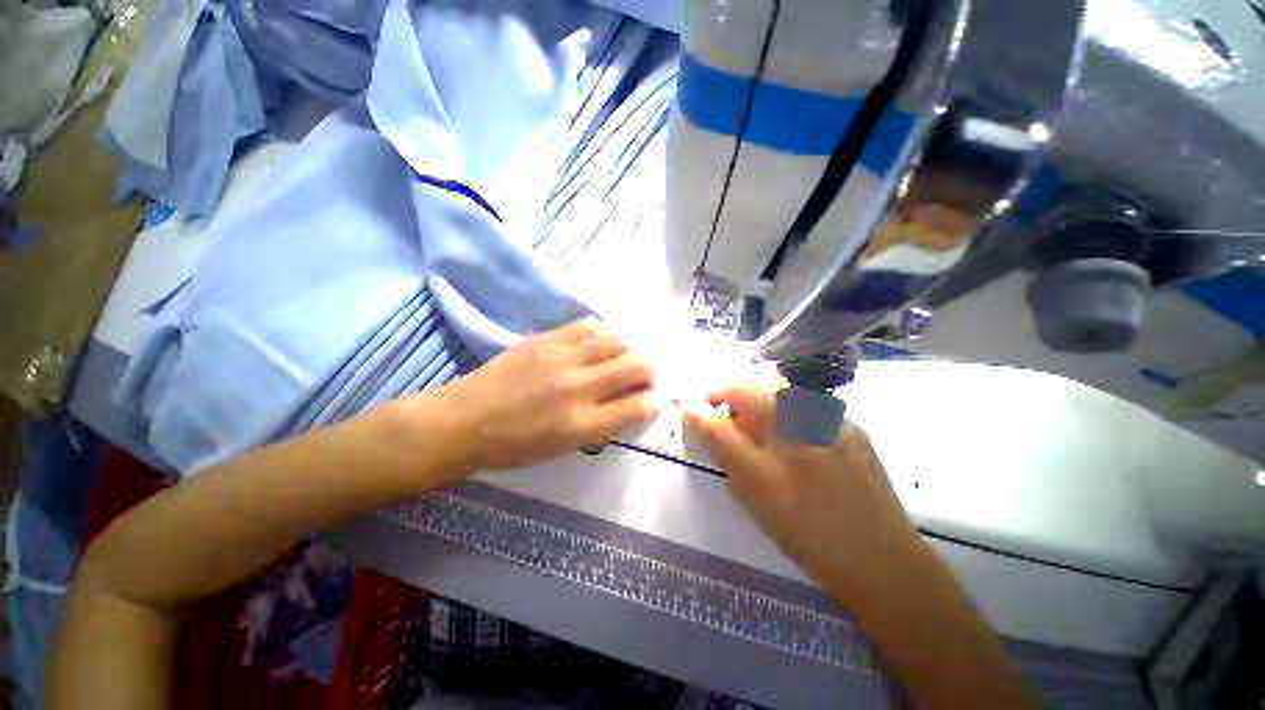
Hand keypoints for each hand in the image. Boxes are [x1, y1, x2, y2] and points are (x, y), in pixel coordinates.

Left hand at [445, 318, 656, 471]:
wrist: (465, 420)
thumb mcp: (565, 448)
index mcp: (583, 424)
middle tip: (641, 377)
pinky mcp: (547, 338)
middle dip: (648, 371)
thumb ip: (603, 424)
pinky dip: (602, 333)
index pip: (638, 406)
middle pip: (636, 365)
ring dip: (628, 349)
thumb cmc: (515, 445)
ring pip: (617, 339)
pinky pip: (589, 325)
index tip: (649, 399)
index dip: (652, 401)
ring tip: (620, 357)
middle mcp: (579, 387)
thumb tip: (629, 403)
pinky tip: (597, 343)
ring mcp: (562, 357)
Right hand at [685, 381, 920, 594]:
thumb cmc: (804, 526)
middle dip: (738, 402)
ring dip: (762, 408)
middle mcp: (812, 407)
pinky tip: (793, 448)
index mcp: (786, 417)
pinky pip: (808, 409)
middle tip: (731, 432)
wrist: (879, 561)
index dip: (714, 397)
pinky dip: (788, 418)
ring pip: (784, 396)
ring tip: (759, 439)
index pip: (736, 388)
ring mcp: (837, 417)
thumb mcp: (750, 484)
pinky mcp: (854, 430)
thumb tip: (695, 408)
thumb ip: (719, 438)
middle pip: (761, 386)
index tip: (704, 416)